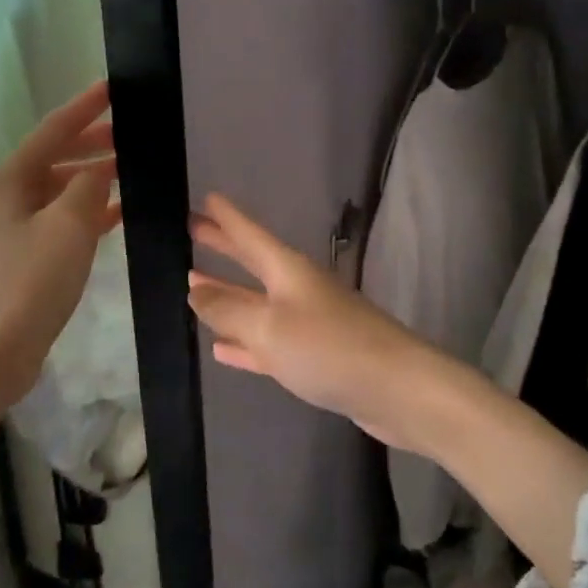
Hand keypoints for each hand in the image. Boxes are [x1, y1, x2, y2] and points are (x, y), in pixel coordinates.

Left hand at [0, 82, 120, 407]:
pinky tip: (120, 213)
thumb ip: (90, 187)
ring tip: (133, 170)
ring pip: (62, 190)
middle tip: (133, 134)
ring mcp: (13, 227)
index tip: (113, 87)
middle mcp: (7, 196)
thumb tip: (102, 167)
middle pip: (56, 157)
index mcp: (9, 179)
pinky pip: (63, 221)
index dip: (86, 107)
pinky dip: (90, 213)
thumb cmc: (27, 284)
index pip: (54, 129)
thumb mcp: (68, 227)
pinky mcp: (24, 256)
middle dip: (93, 143)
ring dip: (94, 179)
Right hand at [187, 194, 462, 452]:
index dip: (227, 218)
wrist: (395, 389)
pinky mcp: (314, 358)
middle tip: (192, 231)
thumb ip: (229, 308)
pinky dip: (244, 342)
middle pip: (252, 262)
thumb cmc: (328, 347)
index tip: (206, 198)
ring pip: (257, 304)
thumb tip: (196, 289)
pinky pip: (268, 343)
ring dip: (228, 295)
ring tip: (194, 284)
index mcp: (287, 271)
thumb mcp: (270, 326)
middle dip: (223, 247)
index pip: (250, 235)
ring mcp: (307, 323)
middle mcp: (297, 289)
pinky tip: (221, 348)